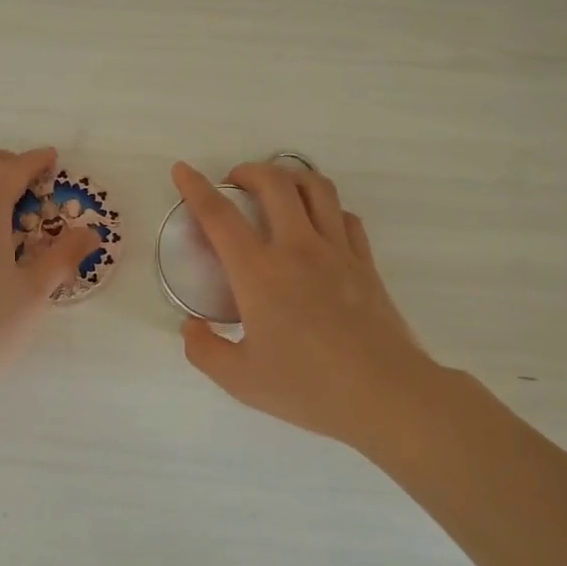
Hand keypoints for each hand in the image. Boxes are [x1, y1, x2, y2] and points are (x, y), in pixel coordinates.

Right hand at [171, 161, 445, 449]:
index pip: (219, 216)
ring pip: (316, 188)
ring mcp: (337, 251)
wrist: (384, 395)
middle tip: (235, 182)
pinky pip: (345, 216)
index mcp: (259, 273)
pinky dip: (326, 208)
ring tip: (277, 188)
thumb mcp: (240, 380)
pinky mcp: (365, 262)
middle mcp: (297, 248)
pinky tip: (318, 223)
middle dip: (249, 170)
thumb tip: (190, 327)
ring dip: (291, 177)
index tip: (182, 170)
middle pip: (274, 183)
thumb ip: (204, 350)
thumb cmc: (307, 387)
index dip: (195, 188)